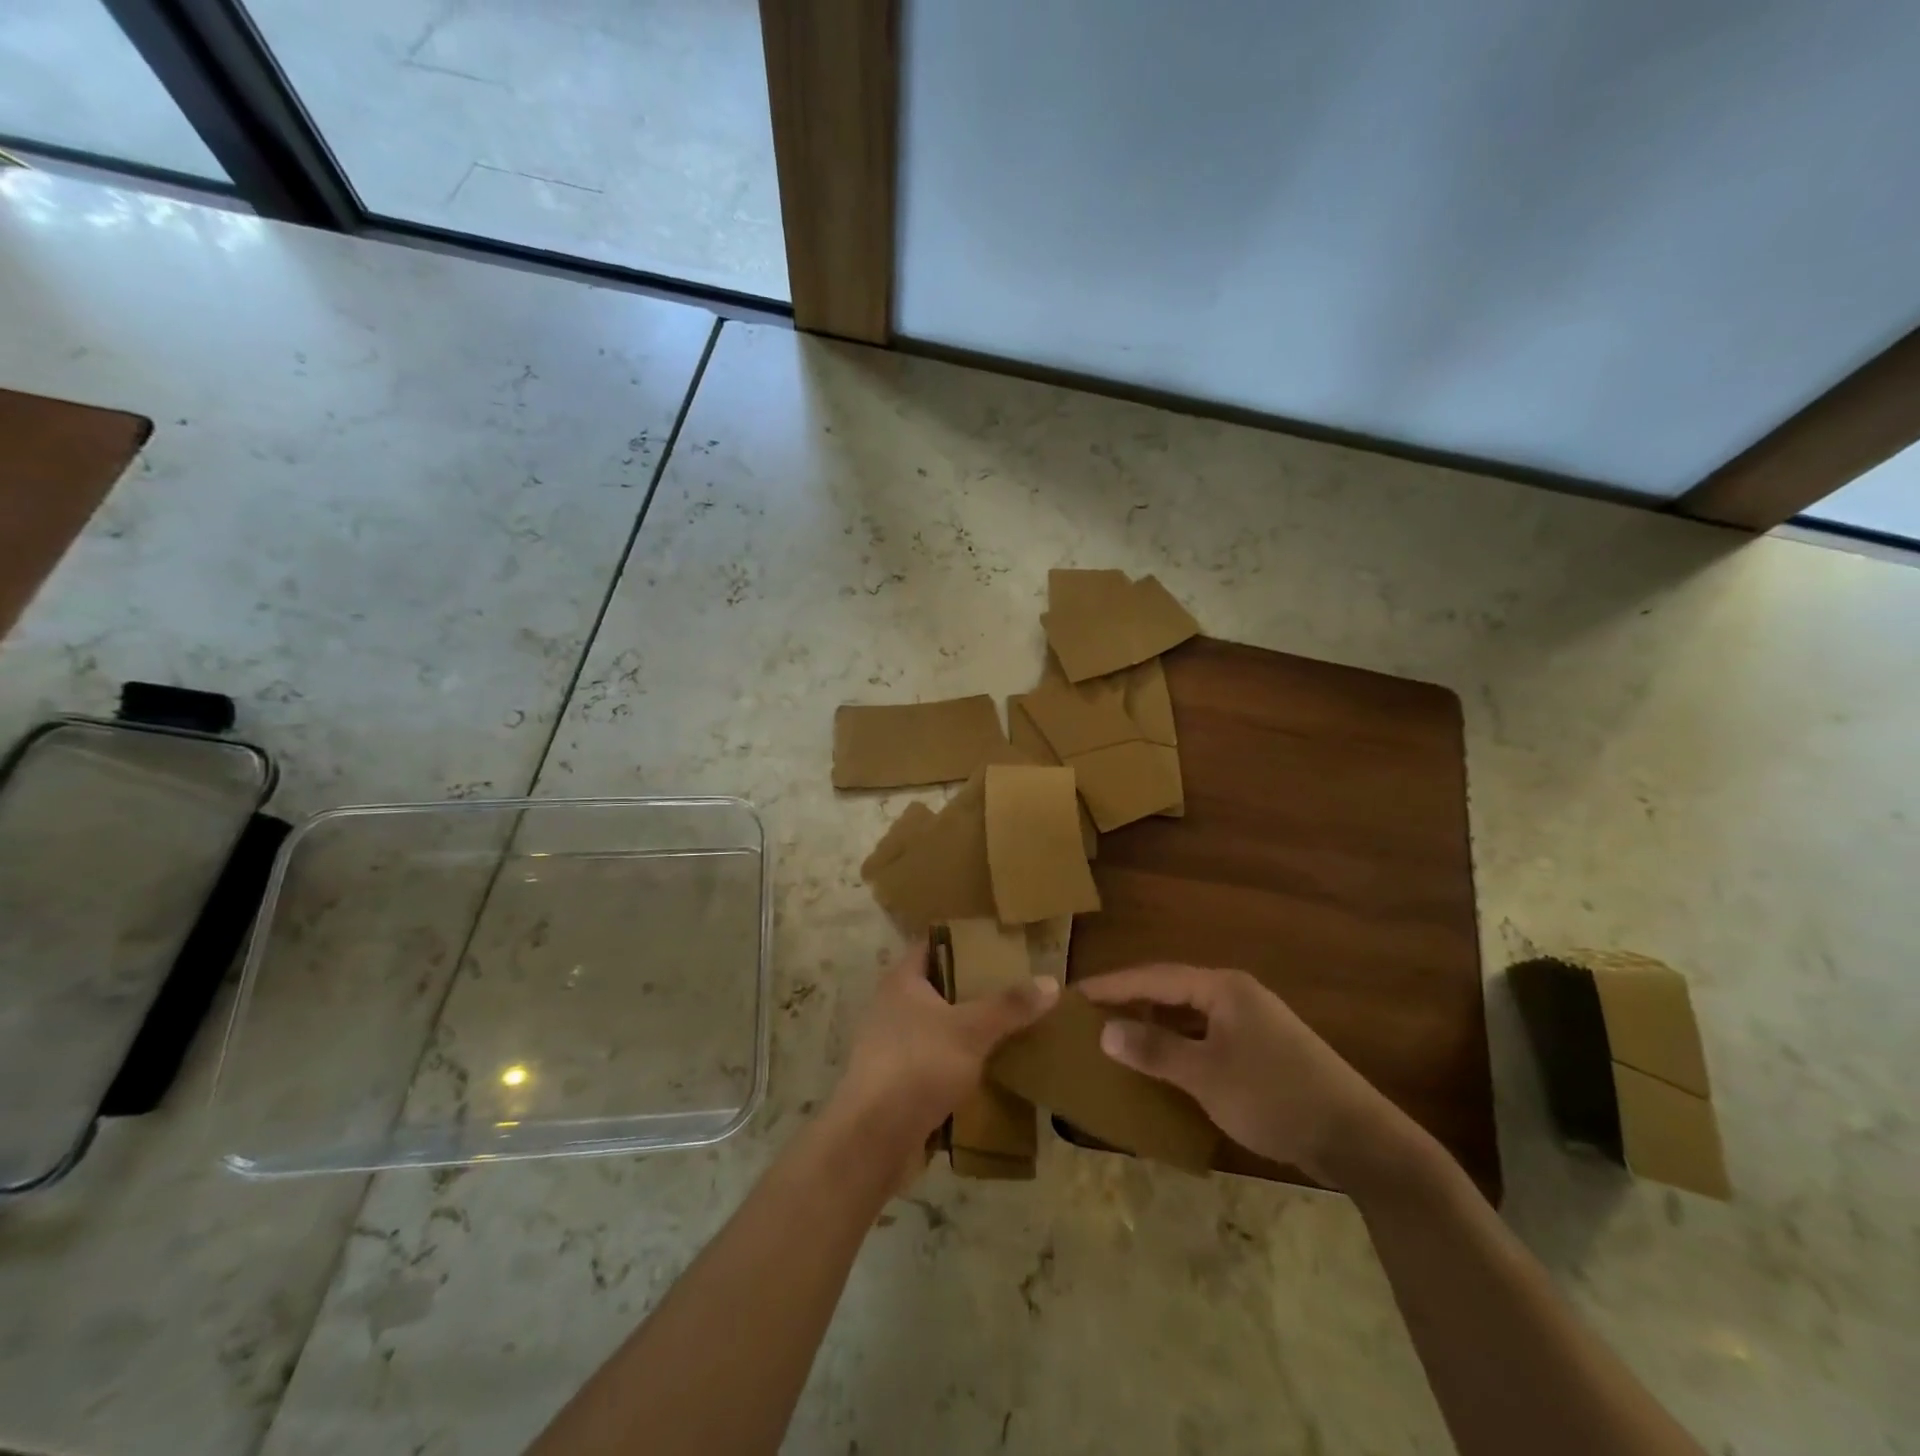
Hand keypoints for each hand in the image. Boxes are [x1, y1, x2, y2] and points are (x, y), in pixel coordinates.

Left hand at [833, 940, 1058, 1151]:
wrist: (874, 1139)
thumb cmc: (919, 1065)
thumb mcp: (972, 1030)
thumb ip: (1010, 1005)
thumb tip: (1051, 981)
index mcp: (901, 981)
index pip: (932, 946)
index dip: (963, 942)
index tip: (998, 944)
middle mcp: (891, 1007)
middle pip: (937, 987)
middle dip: (973, 988)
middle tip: (1014, 986)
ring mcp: (891, 1046)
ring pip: (937, 1027)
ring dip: (967, 1029)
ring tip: (1009, 1027)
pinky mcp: (897, 1083)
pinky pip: (935, 1062)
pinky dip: (958, 1063)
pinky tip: (989, 1070)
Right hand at [1080, 964, 1408, 1184]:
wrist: (1357, 1138)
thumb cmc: (1275, 1096)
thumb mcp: (1207, 1076)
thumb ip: (1155, 1051)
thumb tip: (1105, 1031)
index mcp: (1222, 988)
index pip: (1154, 976)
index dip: (1113, 984)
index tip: (1075, 993)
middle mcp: (1236, 995)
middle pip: (1171, 990)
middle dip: (1131, 1001)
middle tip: (1090, 1014)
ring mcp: (1252, 1022)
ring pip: (1189, 1015)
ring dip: (1154, 1024)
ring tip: (1116, 1036)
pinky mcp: (1262, 1050)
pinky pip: (1206, 1036)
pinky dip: (1179, 1045)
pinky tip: (1163, 1065)